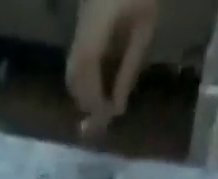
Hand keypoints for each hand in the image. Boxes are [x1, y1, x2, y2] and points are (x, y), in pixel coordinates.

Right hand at [67, 0, 160, 126]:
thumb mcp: (145, 26)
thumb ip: (129, 68)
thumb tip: (117, 107)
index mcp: (96, 23)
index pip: (85, 71)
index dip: (93, 99)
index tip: (105, 118)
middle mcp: (81, 25)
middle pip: (73, 75)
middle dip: (85, 100)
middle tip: (101, 118)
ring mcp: (79, 22)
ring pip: (72, 68)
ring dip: (84, 90)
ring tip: (102, 104)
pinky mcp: (83, 20)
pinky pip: (79, 56)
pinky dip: (86, 76)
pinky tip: (101, 83)